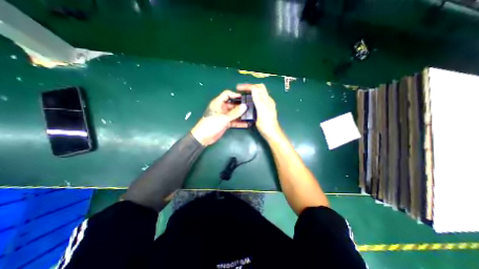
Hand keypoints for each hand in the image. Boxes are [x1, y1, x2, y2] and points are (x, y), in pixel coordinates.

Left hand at [192, 91, 248, 145]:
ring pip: (234, 114)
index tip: (244, 97)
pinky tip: (246, 124)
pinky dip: (239, 123)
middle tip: (250, 107)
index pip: (227, 95)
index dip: (235, 95)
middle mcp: (222, 108)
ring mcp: (224, 116)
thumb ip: (235, 112)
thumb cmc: (211, 124)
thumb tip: (245, 106)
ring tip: (250, 115)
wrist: (204, 137)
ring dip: (241, 115)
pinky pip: (234, 121)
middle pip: (232, 105)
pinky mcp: (226, 123)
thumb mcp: (224, 118)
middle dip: (241, 106)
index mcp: (218, 103)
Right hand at [238, 83, 280, 139]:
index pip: (258, 88)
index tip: (239, 88)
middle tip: (240, 89)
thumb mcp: (261, 112)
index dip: (248, 86)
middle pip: (258, 89)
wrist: (271, 133)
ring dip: (250, 92)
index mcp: (267, 100)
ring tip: (242, 94)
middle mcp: (267, 101)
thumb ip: (258, 100)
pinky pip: (257, 100)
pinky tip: (247, 102)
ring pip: (257, 94)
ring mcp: (265, 105)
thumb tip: (254, 89)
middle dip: (249, 87)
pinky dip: (251, 98)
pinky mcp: (263, 109)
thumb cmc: (266, 124)